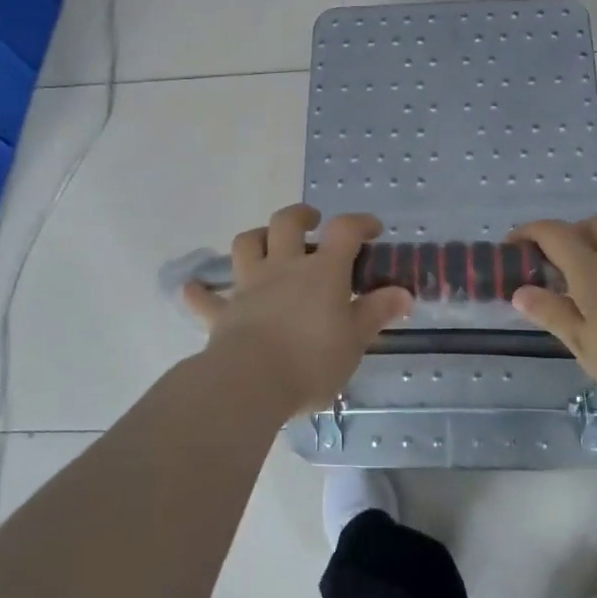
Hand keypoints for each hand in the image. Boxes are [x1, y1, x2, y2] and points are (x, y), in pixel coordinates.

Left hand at [183, 206, 413, 414]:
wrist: (251, 382)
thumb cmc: (312, 360)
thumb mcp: (355, 340)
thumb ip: (376, 313)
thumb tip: (403, 294)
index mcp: (322, 271)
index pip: (344, 230)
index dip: (360, 223)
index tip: (372, 229)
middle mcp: (284, 267)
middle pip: (287, 222)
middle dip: (301, 215)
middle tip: (313, 222)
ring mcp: (250, 286)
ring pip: (246, 244)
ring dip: (257, 238)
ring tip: (267, 244)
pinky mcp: (224, 312)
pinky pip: (206, 298)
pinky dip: (200, 292)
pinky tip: (193, 289)